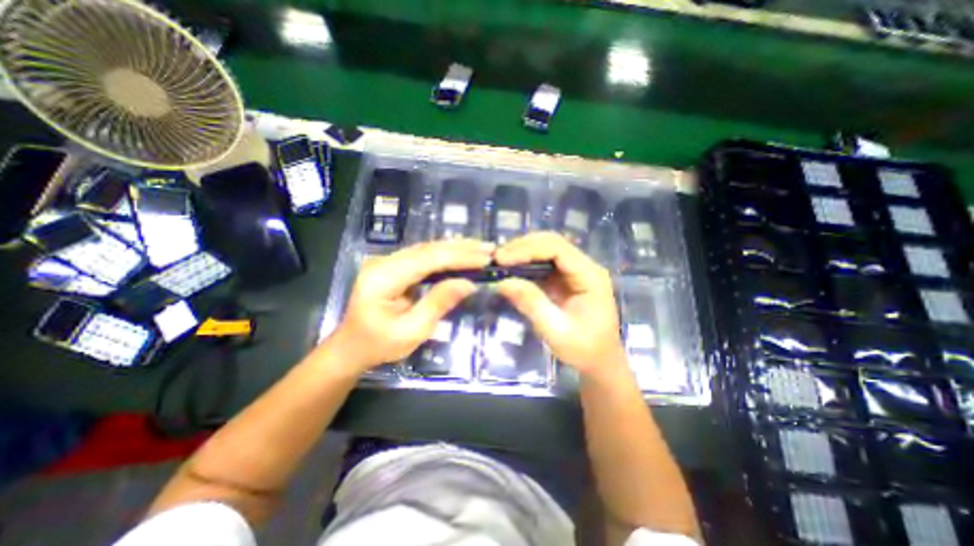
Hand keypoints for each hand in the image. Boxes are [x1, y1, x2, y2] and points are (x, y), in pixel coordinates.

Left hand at [329, 239, 494, 372]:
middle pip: (428, 249)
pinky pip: (424, 256)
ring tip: (481, 249)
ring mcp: (388, 262)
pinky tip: (462, 254)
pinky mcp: (395, 266)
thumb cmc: (379, 345)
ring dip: (456, 248)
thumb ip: (438, 304)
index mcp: (383, 277)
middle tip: (490, 249)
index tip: (485, 259)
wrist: (351, 347)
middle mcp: (384, 262)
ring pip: (427, 249)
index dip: (459, 257)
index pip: (427, 259)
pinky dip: (446, 255)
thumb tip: (468, 284)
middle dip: (461, 248)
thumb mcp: (412, 331)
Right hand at [496, 232, 622, 377]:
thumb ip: (532, 304)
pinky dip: (526, 263)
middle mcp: (584, 267)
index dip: (528, 249)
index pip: (558, 249)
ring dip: (523, 252)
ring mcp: (575, 271)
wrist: (600, 361)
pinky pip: (544, 262)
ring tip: (500, 261)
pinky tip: (511, 268)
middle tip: (497, 258)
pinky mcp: (565, 278)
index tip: (502, 259)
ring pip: (547, 249)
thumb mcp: (556, 331)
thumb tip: (502, 282)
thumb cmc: (583, 349)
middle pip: (552, 243)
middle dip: (523, 247)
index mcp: (590, 276)